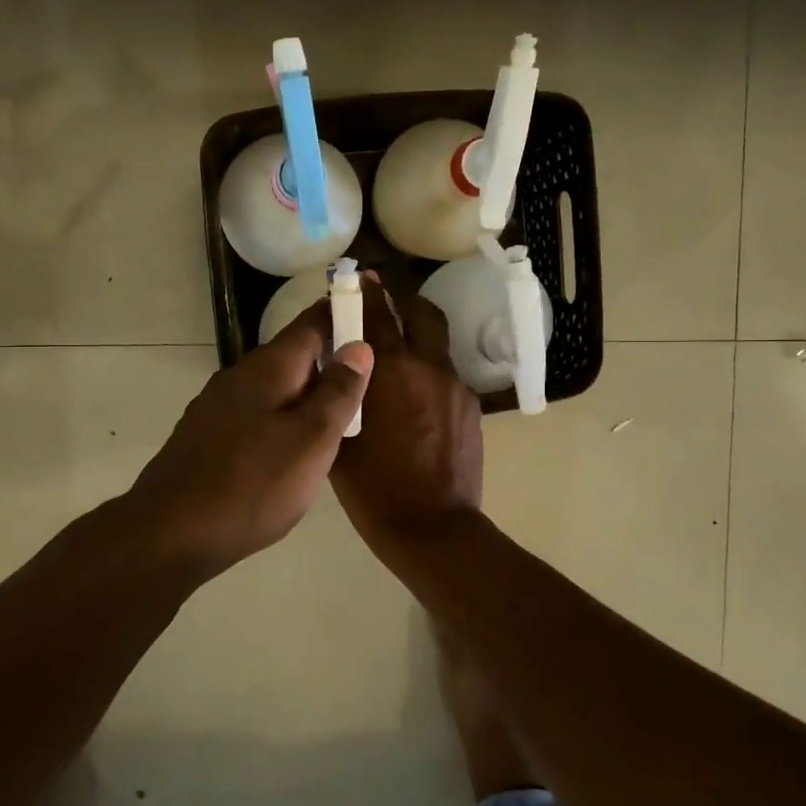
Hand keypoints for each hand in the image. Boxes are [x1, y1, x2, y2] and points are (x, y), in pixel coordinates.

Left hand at [126, 300, 372, 578]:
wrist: (171, 531)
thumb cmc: (253, 484)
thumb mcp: (311, 439)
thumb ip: (338, 392)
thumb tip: (358, 345)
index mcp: (269, 367)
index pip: (312, 322)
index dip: (342, 311)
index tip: (373, 307)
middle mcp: (240, 376)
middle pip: (293, 354)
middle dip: (330, 357)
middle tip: (371, 374)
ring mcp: (218, 406)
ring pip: (275, 386)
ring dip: (307, 391)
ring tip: (341, 411)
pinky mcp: (208, 435)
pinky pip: (257, 412)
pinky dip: (283, 416)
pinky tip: (294, 444)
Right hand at [330, 280, 483, 561]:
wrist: (434, 529)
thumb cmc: (375, 490)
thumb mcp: (340, 442)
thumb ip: (338, 398)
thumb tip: (334, 374)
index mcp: (392, 372)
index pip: (377, 315)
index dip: (366, 292)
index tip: (360, 276)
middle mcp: (429, 368)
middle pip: (422, 313)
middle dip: (403, 300)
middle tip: (385, 302)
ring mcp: (456, 387)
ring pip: (438, 345)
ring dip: (418, 338)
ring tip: (398, 357)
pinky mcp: (471, 409)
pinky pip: (446, 376)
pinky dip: (429, 373)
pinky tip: (415, 400)